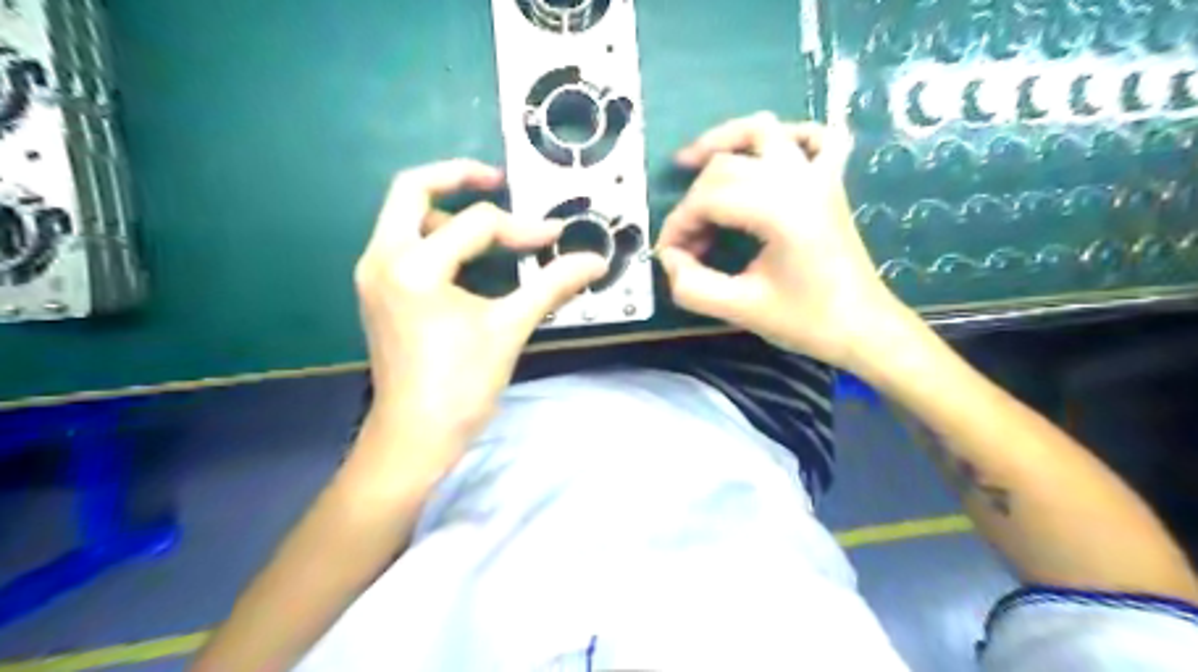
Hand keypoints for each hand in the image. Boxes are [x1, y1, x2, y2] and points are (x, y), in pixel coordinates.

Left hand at [352, 157, 604, 461]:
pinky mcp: (377, 291)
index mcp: (414, 266)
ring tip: (487, 228)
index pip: (477, 224)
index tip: (555, 239)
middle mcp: (382, 258)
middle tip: (497, 180)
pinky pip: (403, 242)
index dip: (523, 228)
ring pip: (403, 215)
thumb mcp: (510, 328)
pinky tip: (467, 258)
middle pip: (411, 189)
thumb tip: (595, 261)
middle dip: (457, 176)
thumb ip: (552, 285)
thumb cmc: (461, 385)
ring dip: (446, 210)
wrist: (414, 436)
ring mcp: (373, 274)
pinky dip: (435, 237)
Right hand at [655, 113, 909, 370]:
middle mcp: (798, 180)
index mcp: (779, 211)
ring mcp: (819, 175)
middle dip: (694, 200)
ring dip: (725, 141)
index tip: (669, 256)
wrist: (863, 328)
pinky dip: (786, 136)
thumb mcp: (740, 309)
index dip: (678, 225)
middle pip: (725, 165)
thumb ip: (692, 286)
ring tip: (694, 163)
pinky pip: (815, 137)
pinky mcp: (831, 182)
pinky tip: (764, 156)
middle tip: (688, 242)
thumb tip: (668, 259)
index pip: (708, 198)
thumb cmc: (806, 321)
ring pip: (764, 130)